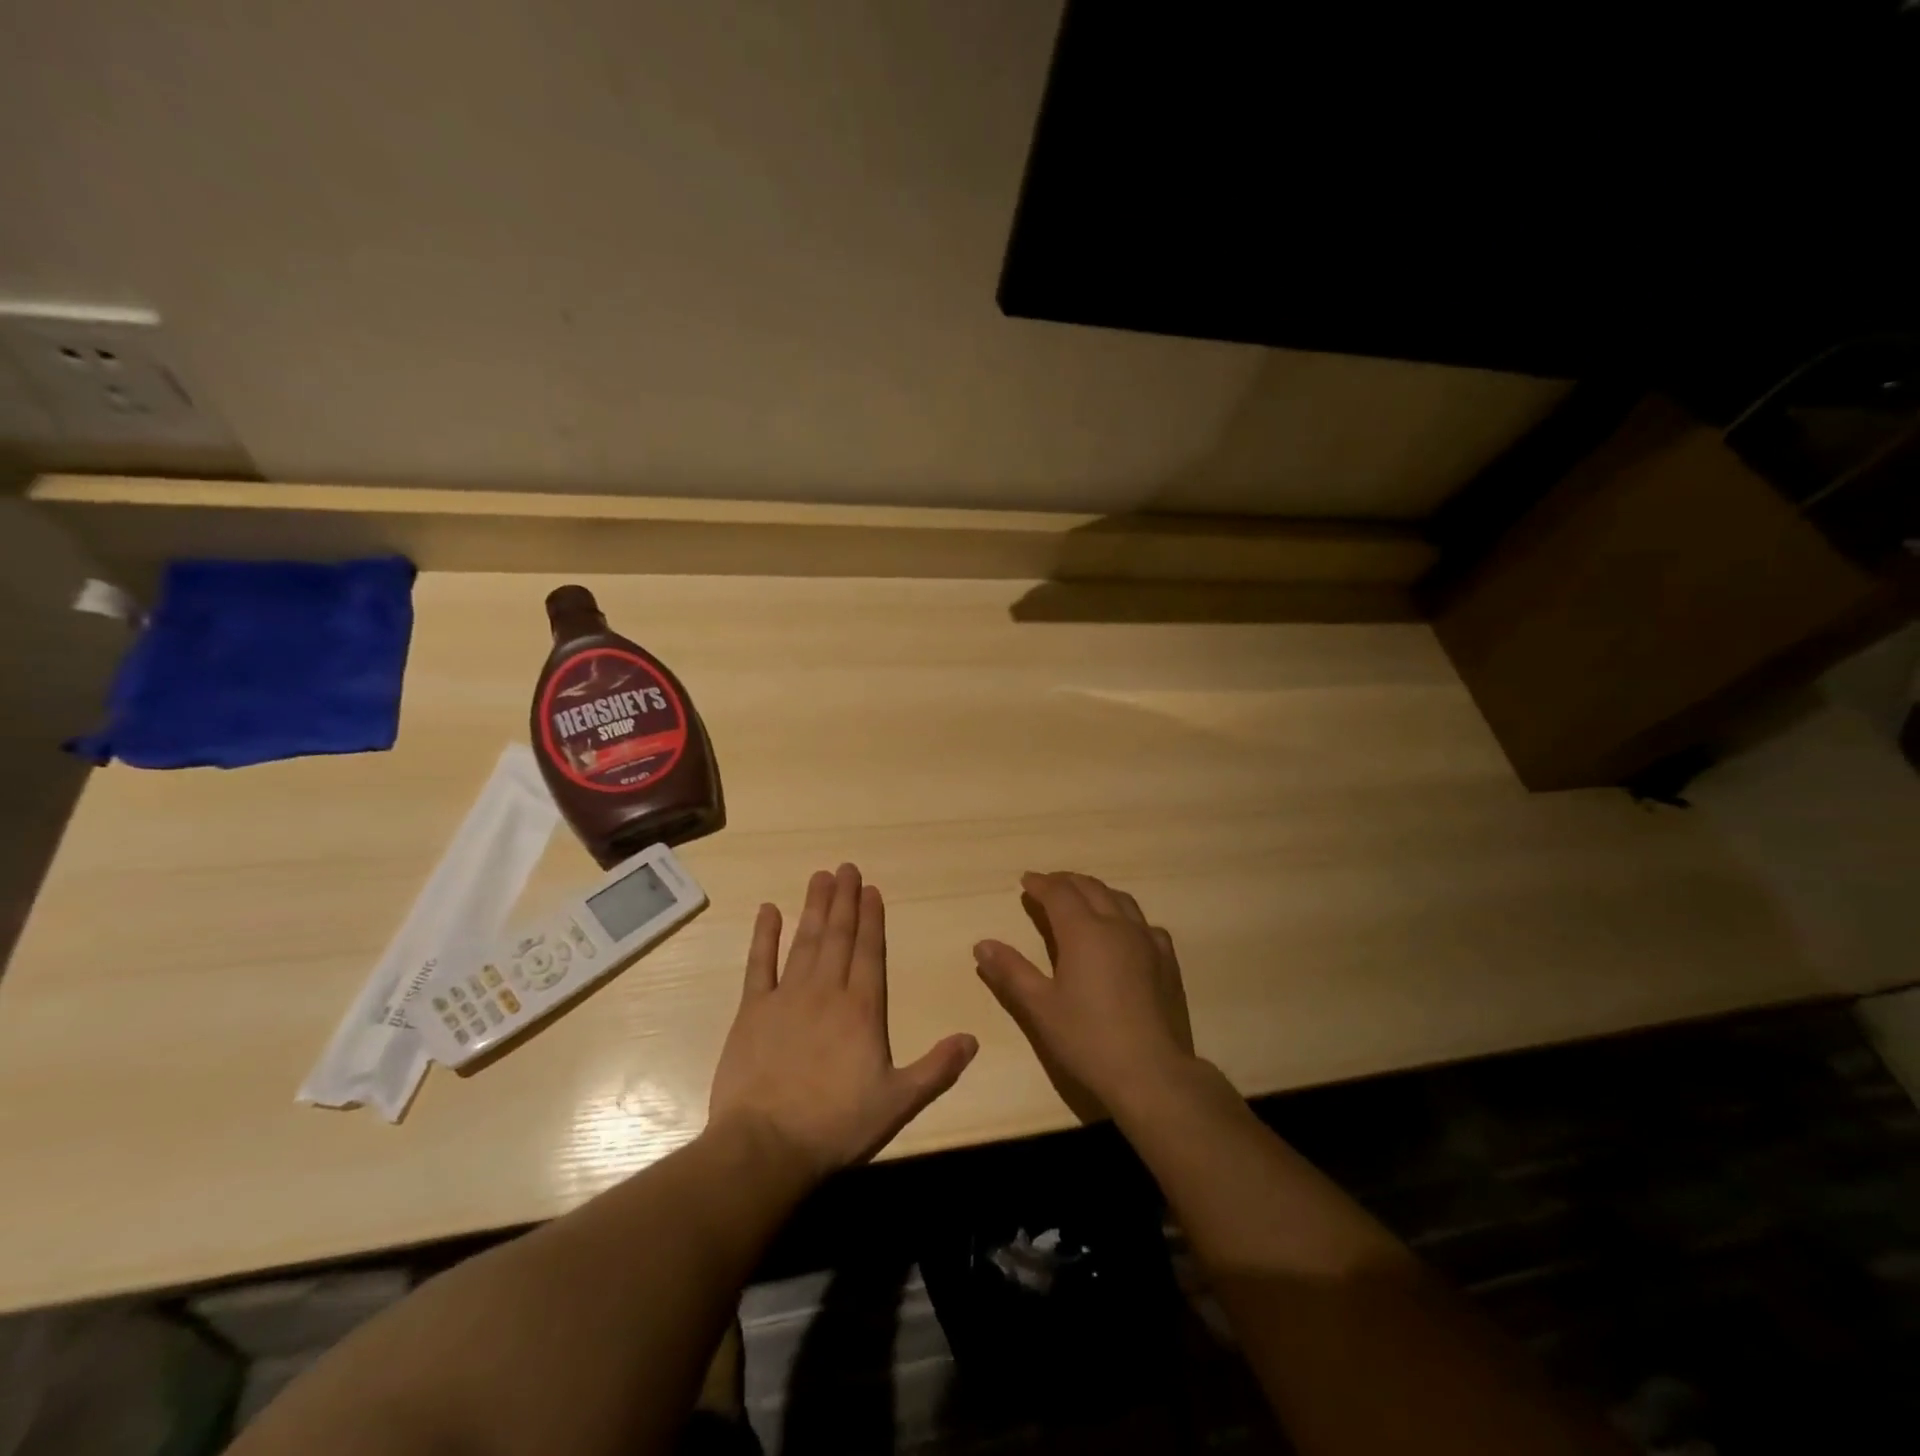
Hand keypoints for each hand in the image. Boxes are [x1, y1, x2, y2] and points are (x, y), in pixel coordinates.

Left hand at [708, 864, 977, 1179]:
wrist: (766, 1146)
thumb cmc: (837, 1125)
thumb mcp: (898, 1102)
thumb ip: (937, 1068)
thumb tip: (973, 1039)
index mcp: (863, 1008)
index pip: (870, 951)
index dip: (872, 918)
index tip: (871, 889)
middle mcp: (827, 991)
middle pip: (839, 936)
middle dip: (845, 900)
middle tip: (846, 867)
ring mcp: (787, 997)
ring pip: (805, 941)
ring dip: (815, 907)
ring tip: (820, 877)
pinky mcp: (753, 1010)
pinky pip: (759, 964)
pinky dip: (764, 936)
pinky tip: (768, 910)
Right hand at [973, 871, 1195, 1122]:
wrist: (1152, 1072)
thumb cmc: (1088, 1039)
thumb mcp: (1040, 1007)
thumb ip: (1011, 971)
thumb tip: (982, 945)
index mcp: (1083, 931)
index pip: (1059, 893)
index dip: (1040, 884)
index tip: (1026, 881)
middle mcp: (1117, 925)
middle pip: (1090, 888)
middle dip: (1066, 882)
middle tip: (1049, 885)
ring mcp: (1148, 941)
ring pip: (1120, 899)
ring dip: (1097, 892)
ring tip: (1083, 898)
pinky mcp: (1168, 960)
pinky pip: (1145, 923)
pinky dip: (1126, 916)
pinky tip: (1124, 931)